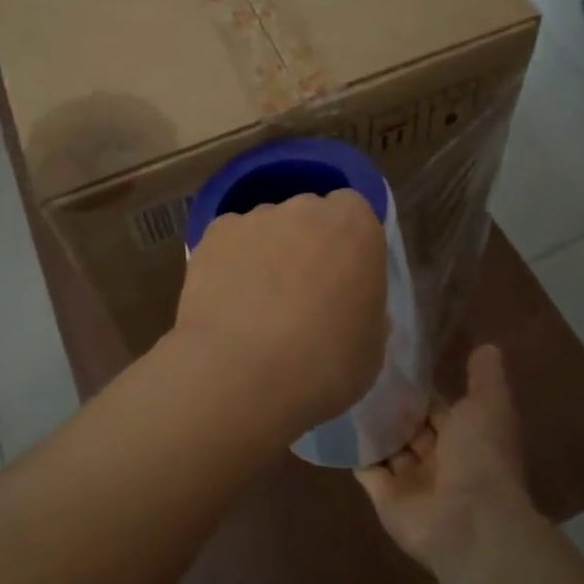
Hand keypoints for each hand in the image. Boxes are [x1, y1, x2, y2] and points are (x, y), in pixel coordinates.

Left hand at [173, 189, 387, 444]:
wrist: (242, 374)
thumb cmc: (325, 365)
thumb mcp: (370, 348)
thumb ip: (364, 310)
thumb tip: (349, 306)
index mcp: (355, 227)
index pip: (352, 211)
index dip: (345, 242)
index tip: (341, 276)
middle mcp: (305, 208)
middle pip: (307, 215)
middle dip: (305, 244)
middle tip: (300, 294)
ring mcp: (255, 218)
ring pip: (265, 228)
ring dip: (265, 254)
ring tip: (254, 306)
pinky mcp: (213, 235)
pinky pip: (228, 244)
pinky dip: (229, 264)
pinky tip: (226, 304)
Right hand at [356, 345, 537, 579]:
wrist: (469, 522)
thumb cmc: (481, 457)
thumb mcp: (489, 407)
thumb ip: (485, 378)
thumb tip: (488, 346)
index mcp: (463, 437)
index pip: (434, 404)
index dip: (415, 384)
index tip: (388, 356)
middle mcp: (437, 458)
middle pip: (407, 425)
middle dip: (388, 403)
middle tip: (354, 367)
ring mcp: (410, 480)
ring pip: (386, 445)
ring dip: (368, 424)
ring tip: (336, 387)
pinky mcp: (385, 497)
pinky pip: (365, 468)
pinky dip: (351, 449)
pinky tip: (330, 420)